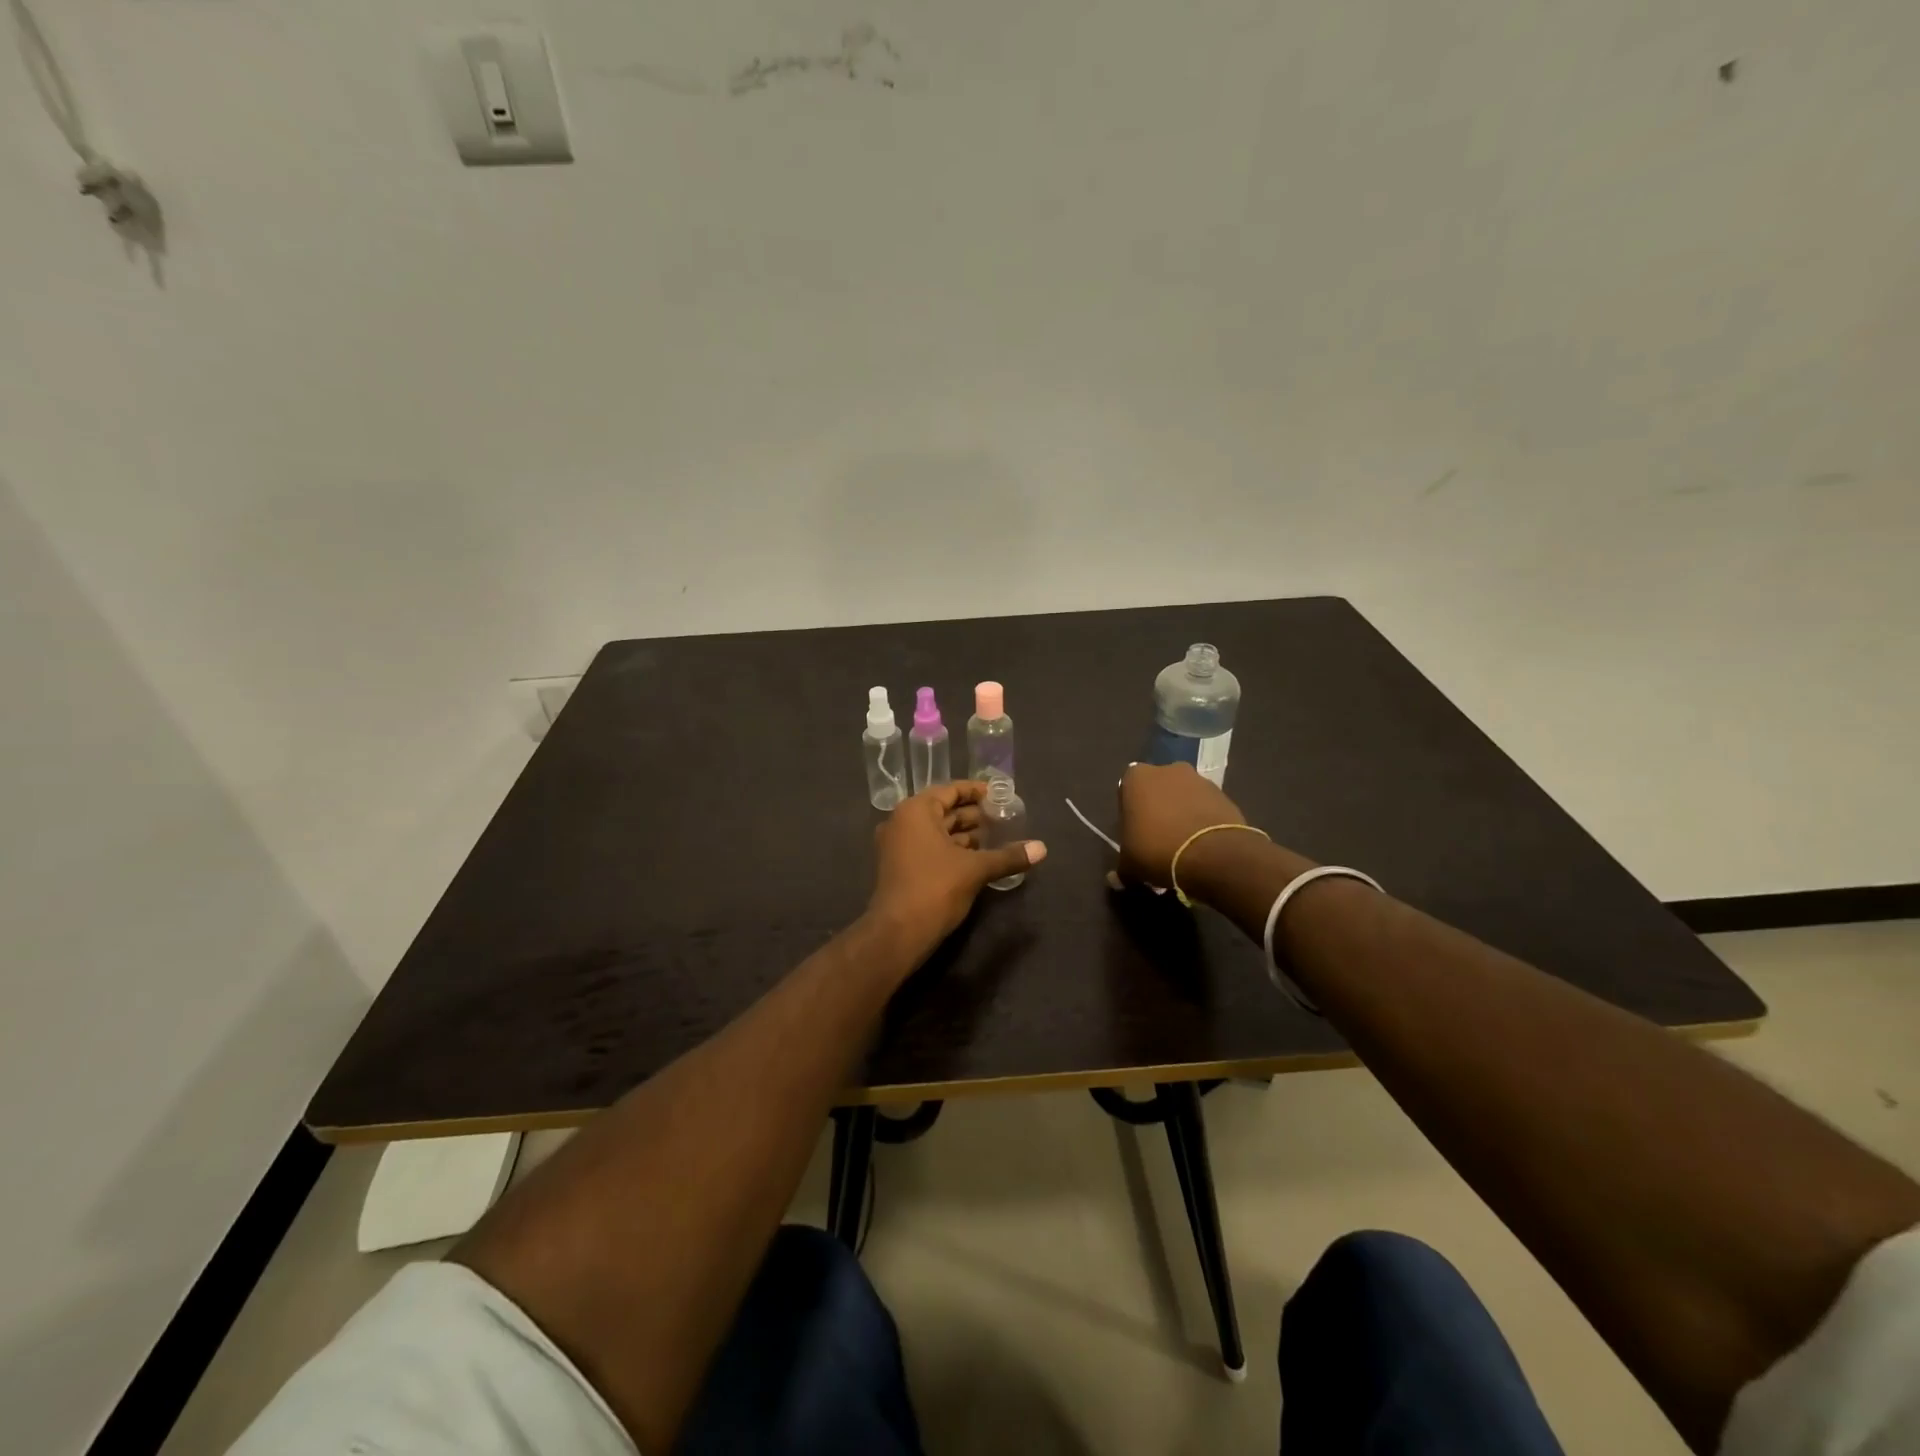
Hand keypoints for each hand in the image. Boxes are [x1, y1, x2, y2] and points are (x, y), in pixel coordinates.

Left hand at [867, 781, 1046, 960]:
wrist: (898, 933)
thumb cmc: (935, 889)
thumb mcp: (975, 869)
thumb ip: (1008, 856)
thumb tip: (1042, 848)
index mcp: (915, 811)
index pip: (950, 790)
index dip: (977, 792)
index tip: (1000, 796)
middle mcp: (902, 822)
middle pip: (943, 810)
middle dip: (974, 815)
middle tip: (1004, 818)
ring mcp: (897, 846)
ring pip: (937, 831)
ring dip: (965, 834)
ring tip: (996, 838)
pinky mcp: (901, 867)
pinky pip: (930, 848)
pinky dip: (952, 849)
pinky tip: (978, 858)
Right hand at [1116, 762, 1251, 890]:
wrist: (1213, 854)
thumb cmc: (1158, 850)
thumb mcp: (1130, 865)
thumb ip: (1122, 868)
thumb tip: (1116, 879)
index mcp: (1136, 778)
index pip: (1127, 791)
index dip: (1131, 813)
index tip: (1135, 834)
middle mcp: (1167, 770)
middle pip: (1158, 790)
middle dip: (1158, 809)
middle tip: (1158, 838)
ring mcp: (1199, 779)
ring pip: (1184, 797)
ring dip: (1182, 813)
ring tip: (1183, 844)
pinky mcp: (1224, 794)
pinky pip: (1206, 806)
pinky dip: (1203, 820)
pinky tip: (1202, 844)